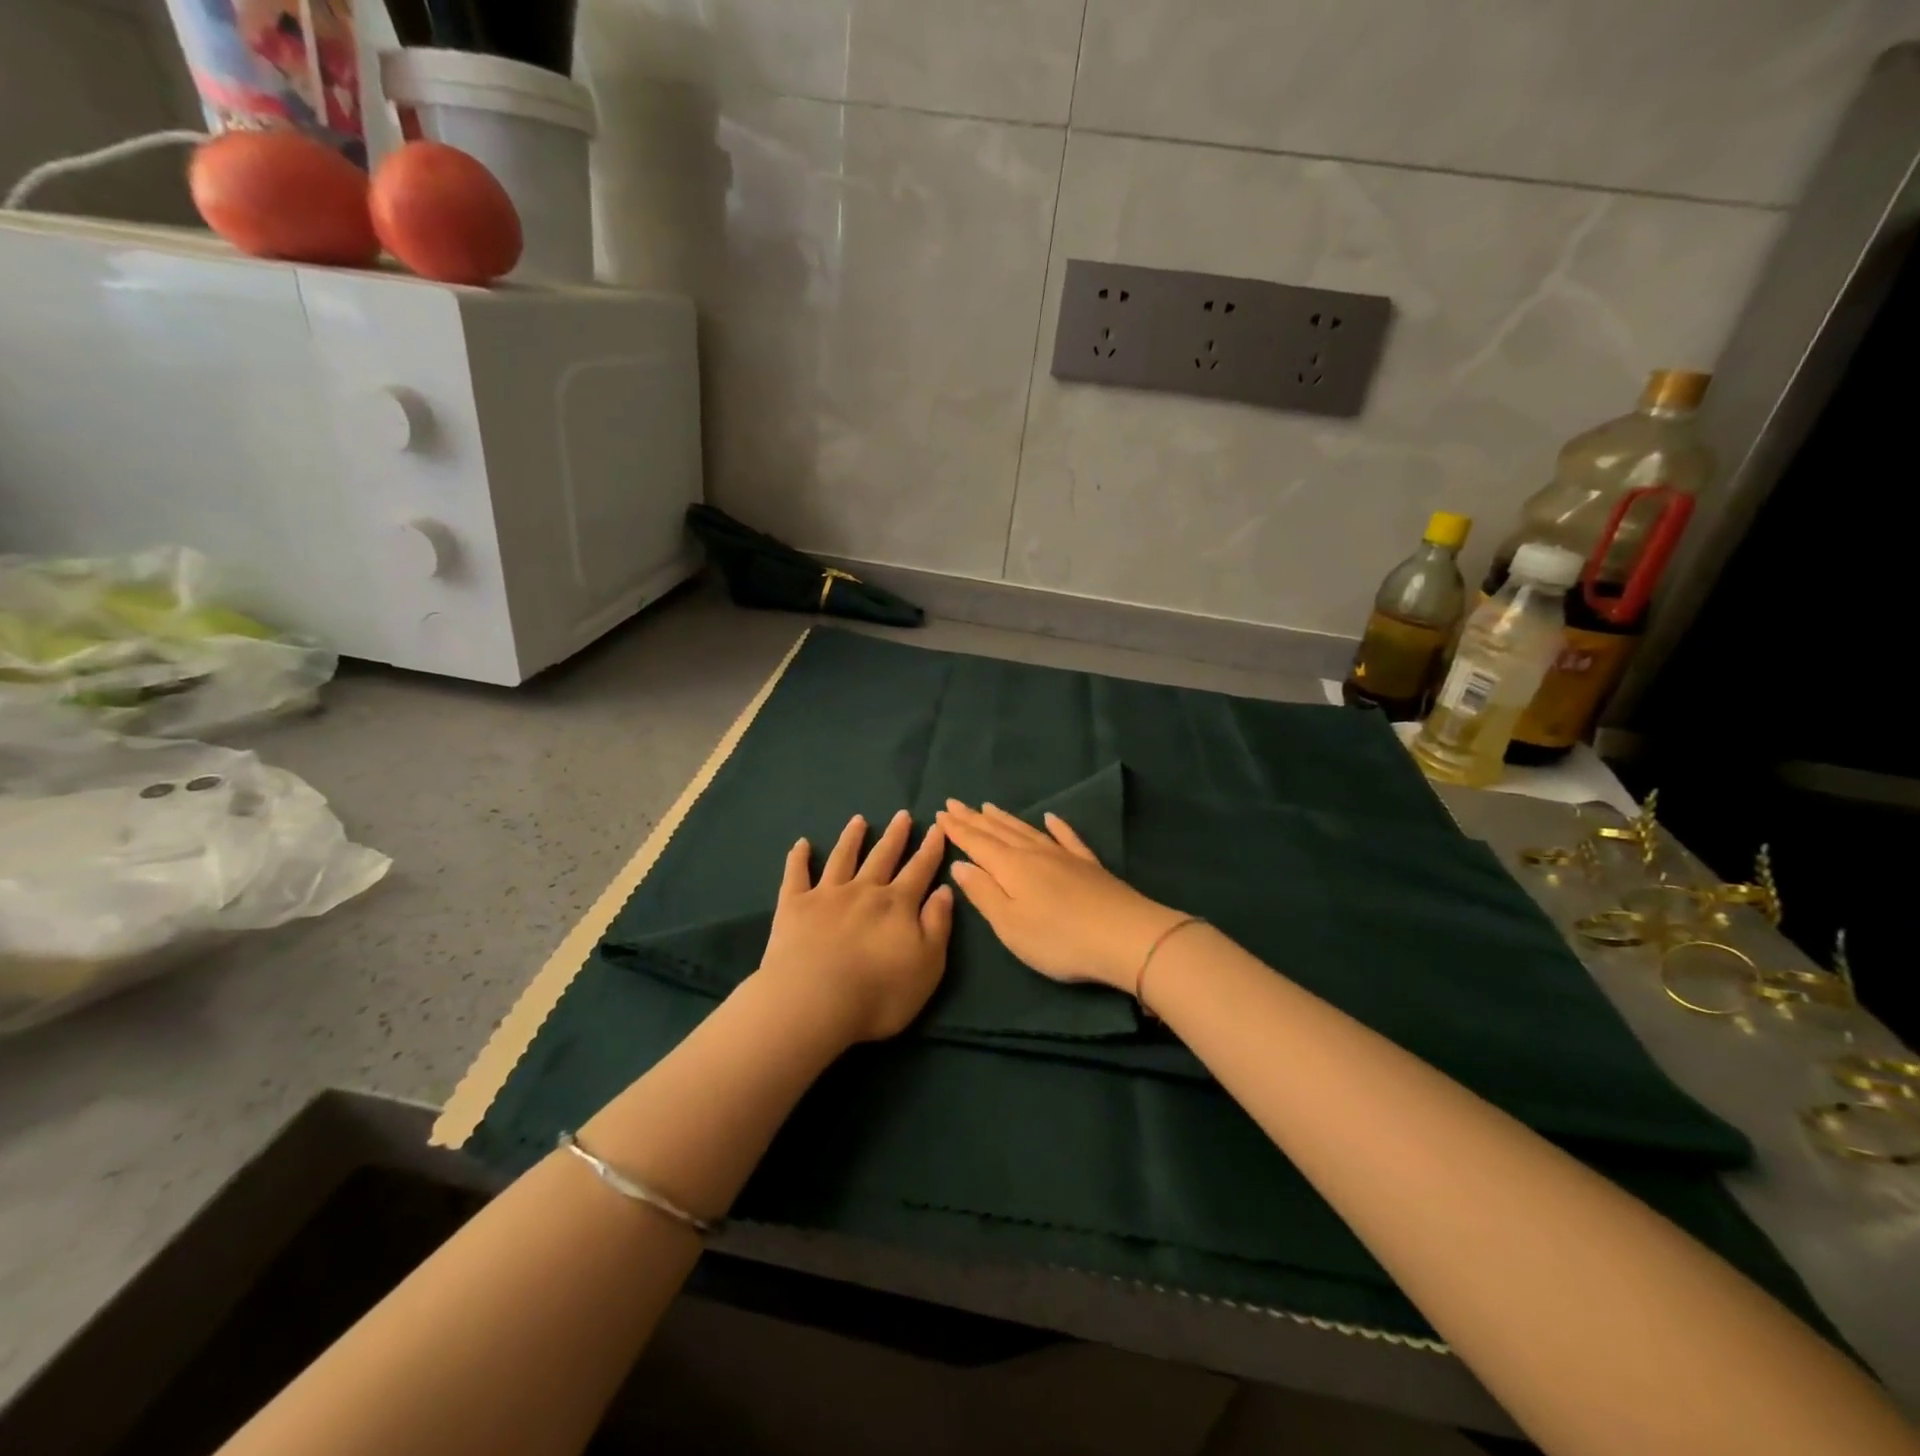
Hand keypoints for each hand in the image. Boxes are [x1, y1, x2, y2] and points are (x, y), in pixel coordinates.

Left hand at [756, 810, 954, 1044]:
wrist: (814, 1002)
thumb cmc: (879, 993)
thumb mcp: (927, 965)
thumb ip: (938, 925)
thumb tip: (945, 890)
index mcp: (898, 904)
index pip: (920, 870)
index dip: (930, 849)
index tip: (937, 827)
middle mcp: (864, 890)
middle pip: (883, 856)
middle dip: (895, 836)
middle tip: (902, 814)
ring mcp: (827, 895)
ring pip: (843, 858)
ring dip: (852, 838)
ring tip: (858, 820)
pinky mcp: (794, 906)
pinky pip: (796, 874)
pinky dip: (798, 857)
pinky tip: (801, 844)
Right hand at [936, 800, 1186, 992]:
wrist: (1126, 937)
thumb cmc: (1059, 938)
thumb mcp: (1010, 925)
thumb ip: (983, 893)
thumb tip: (960, 865)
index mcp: (1010, 867)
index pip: (976, 843)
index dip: (957, 829)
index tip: (940, 812)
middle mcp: (1034, 853)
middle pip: (998, 831)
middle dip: (974, 818)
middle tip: (955, 803)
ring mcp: (1064, 856)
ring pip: (1027, 831)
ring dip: (1005, 818)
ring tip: (988, 806)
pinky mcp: (1089, 865)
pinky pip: (1067, 838)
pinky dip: (1056, 826)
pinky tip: (1050, 817)